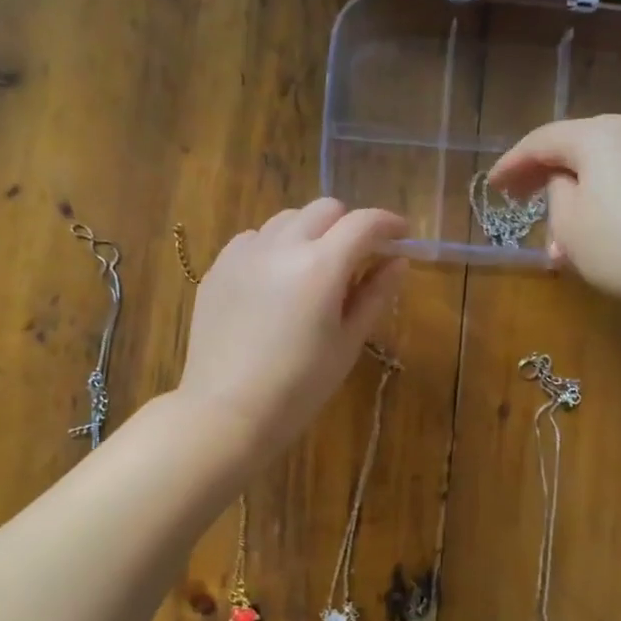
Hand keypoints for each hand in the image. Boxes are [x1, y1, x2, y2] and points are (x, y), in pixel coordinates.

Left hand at [178, 199, 407, 454]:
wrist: (227, 411)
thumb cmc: (300, 386)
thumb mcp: (348, 343)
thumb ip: (375, 295)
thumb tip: (397, 261)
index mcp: (320, 266)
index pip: (363, 223)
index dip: (389, 224)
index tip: (401, 236)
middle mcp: (281, 246)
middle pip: (324, 209)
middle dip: (348, 224)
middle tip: (358, 256)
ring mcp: (244, 253)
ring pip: (287, 219)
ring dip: (310, 232)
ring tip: (313, 268)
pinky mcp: (219, 267)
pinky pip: (254, 238)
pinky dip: (274, 246)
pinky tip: (275, 280)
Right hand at [488, 115, 620, 337]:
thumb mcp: (570, 226)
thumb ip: (556, 194)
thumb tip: (566, 183)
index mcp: (600, 134)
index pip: (543, 140)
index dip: (512, 163)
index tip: (492, 186)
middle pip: (578, 147)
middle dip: (547, 178)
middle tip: (521, 203)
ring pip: (607, 167)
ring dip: (578, 197)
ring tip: (561, 239)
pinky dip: (608, 201)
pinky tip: (600, 236)